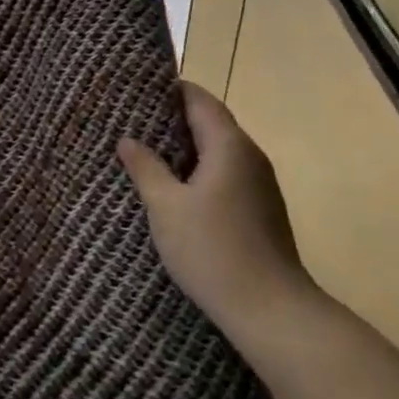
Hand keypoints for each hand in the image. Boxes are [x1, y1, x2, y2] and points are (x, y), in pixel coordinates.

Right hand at [118, 83, 317, 340]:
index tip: (139, 88)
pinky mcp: (261, 209)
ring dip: (187, 146)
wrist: (272, 310)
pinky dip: (200, 170)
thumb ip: (146, 168)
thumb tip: (127, 139)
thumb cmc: (213, 250)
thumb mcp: (166, 206)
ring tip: (148, 149)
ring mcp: (260, 184)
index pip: (200, 100)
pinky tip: (176, 187)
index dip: (171, 90)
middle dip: (174, 118)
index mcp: (229, 145)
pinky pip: (226, 173)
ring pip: (219, 150)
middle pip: (211, 122)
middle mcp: (250, 156)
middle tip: (134, 118)